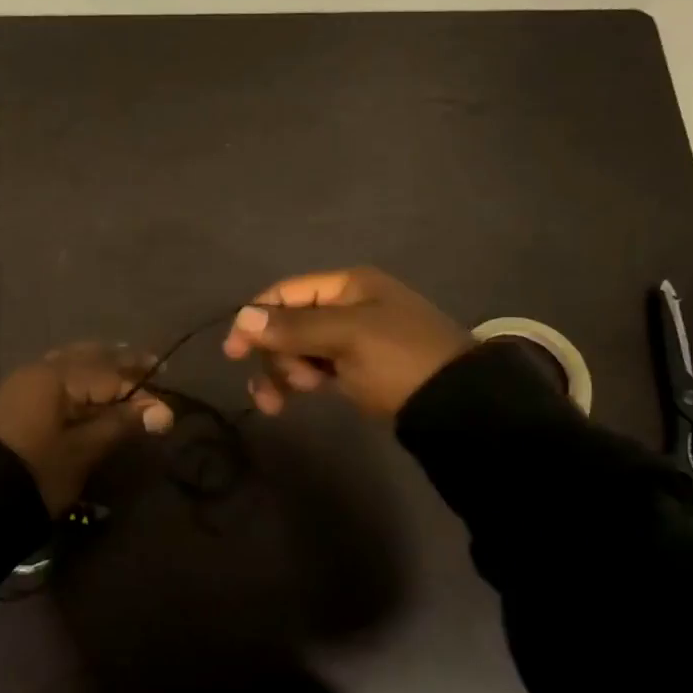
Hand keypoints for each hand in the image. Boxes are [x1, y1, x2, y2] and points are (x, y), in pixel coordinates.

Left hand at [0, 344, 174, 516]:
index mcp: (57, 376)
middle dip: (121, 363)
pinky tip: (94, 389)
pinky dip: (81, 379)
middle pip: (90, 357)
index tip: (167, 395)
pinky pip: (58, 376)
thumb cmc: (38, 471)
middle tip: (152, 367)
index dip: (141, 387)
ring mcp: (26, 381)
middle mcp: (40, 368)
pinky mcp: (18, 397)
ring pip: (72, 363)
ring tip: (127, 375)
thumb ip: (121, 424)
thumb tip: (163, 411)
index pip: (110, 373)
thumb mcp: (84, 450)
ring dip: (101, 367)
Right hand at [221, 266, 473, 418]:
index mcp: (347, 285)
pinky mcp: (357, 368)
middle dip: (275, 353)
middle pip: (288, 322)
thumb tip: (241, 318)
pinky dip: (298, 381)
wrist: (459, 406)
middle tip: (281, 384)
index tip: (233, 352)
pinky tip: (287, 402)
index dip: (255, 318)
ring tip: (278, 403)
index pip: (285, 292)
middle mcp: (347, 305)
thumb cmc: (400, 359)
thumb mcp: (346, 337)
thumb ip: (293, 328)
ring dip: (283, 372)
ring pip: (298, 349)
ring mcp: (353, 338)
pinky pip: (314, 368)